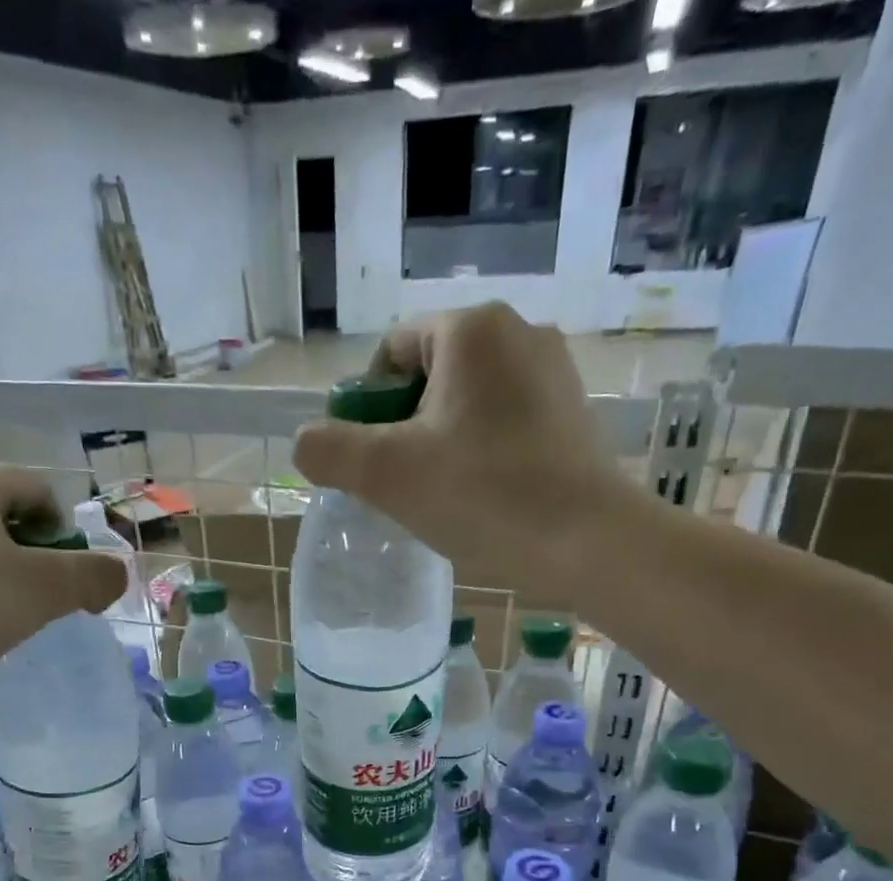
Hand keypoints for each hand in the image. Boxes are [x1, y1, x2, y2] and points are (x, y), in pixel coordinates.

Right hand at [291, 303, 638, 593]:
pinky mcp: (572, 412)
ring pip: (467, 403)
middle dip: (404, 428)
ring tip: (442, 496)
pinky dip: (481, 452)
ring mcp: (553, 372)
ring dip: (441, 443)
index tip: (372, 461)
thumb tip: (306, 442)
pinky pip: (504, 422)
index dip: (367, 408)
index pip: (393, 353)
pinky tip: (482, 496)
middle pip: (430, 377)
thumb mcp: (386, 474)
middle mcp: (518, 331)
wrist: (586, 540)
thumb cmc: (482, 495)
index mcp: (471, 329)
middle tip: (404, 485)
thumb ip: (329, 450)